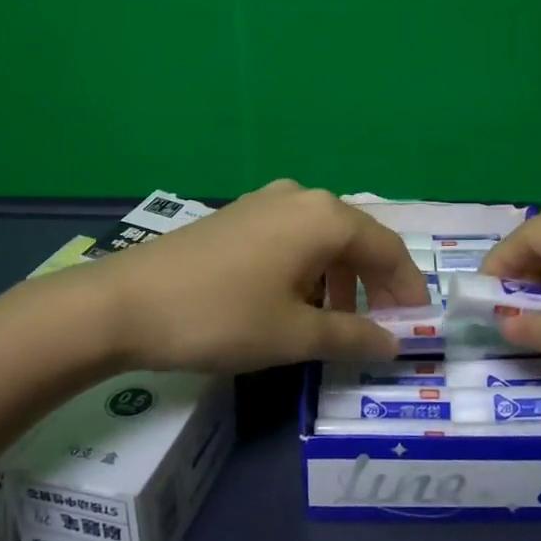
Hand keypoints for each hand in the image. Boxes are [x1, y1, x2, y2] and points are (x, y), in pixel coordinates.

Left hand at [74, 181, 429, 373]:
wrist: (124, 303)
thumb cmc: (221, 317)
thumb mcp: (294, 335)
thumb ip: (353, 336)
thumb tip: (393, 343)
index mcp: (324, 217)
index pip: (387, 249)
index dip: (407, 288)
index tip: (416, 324)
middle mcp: (301, 197)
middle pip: (356, 240)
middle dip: (373, 286)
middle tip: (378, 329)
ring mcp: (265, 201)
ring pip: (323, 239)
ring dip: (339, 280)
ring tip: (333, 323)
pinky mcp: (239, 214)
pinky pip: (292, 238)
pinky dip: (307, 270)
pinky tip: (293, 302)